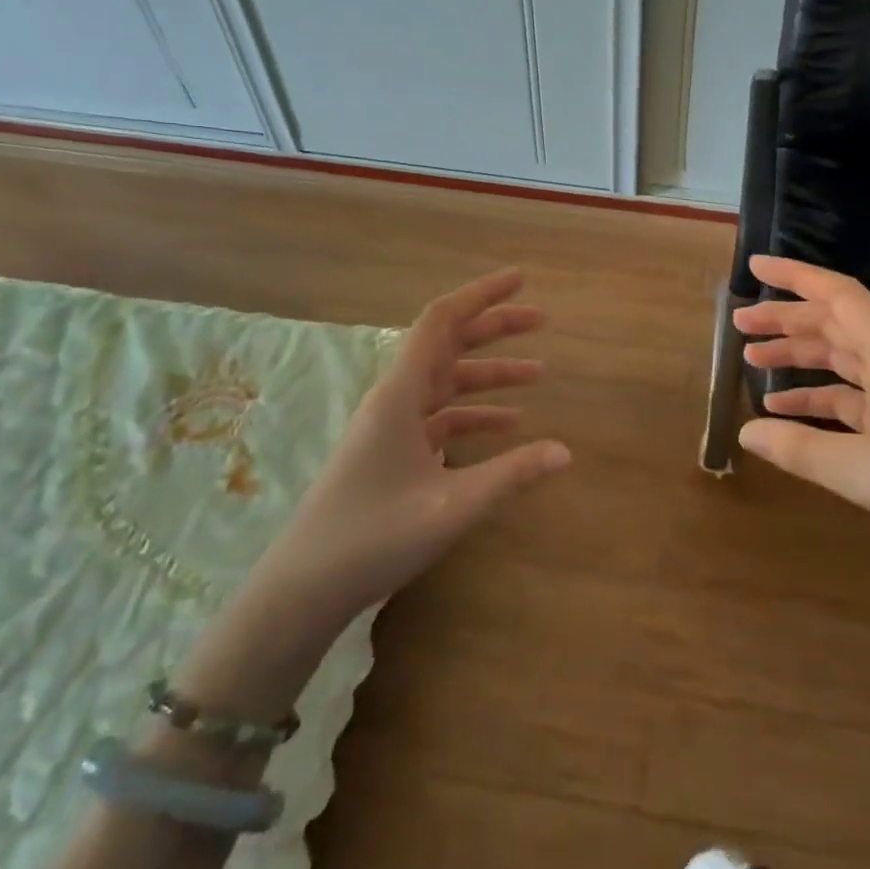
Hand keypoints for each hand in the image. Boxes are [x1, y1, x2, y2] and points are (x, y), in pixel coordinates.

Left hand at [267, 267, 569, 617]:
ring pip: (447, 382)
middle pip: (449, 345)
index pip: (442, 321)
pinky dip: (474, 414)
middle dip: (494, 328)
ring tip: (539, 374)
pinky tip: (507, 425)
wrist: (303, 588)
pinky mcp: (392, 452)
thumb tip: (566, 451)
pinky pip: (440, 417)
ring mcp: (391, 426)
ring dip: (490, 374)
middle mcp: (395, 399)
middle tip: (541, 320)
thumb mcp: (451, 507)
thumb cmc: (372, 537)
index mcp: (400, 394)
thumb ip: (510, 475)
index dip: (481, 294)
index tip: (520, 280)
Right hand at [733, 256, 869, 572]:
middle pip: (835, 323)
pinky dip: (815, 394)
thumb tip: (745, 432)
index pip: (841, 297)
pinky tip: (782, 408)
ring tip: (751, 358)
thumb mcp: (868, 474)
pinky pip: (848, 394)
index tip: (756, 268)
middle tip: (740, 323)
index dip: (797, 278)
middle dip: (787, 318)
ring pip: (840, 356)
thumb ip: (803, 450)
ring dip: (798, 353)